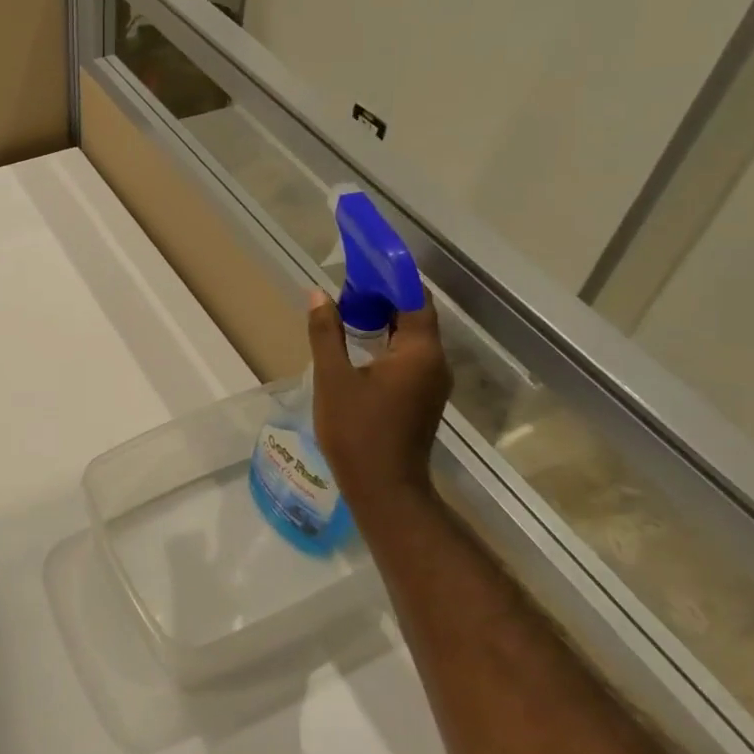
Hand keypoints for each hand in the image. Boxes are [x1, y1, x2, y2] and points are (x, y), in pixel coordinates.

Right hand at [307, 289, 452, 518]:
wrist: (384, 489)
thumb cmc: (357, 431)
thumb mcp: (333, 378)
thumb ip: (326, 333)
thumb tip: (319, 294)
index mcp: (419, 352)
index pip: (413, 298)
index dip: (390, 278)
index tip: (363, 263)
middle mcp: (435, 362)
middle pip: (415, 315)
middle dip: (384, 296)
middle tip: (348, 285)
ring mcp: (432, 382)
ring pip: (412, 337)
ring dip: (385, 319)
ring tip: (349, 309)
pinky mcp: (423, 397)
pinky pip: (410, 356)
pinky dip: (388, 341)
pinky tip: (360, 343)